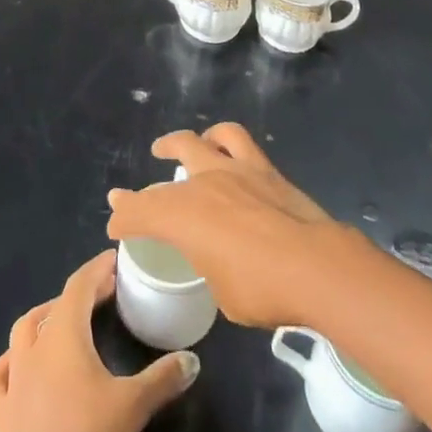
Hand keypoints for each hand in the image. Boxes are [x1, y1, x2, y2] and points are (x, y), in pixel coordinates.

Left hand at [0, 250, 197, 431]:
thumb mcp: (133, 405)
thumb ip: (162, 378)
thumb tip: (192, 360)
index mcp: (65, 332)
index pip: (80, 285)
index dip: (97, 269)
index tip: (114, 259)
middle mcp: (35, 345)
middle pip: (55, 305)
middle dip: (79, 295)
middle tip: (102, 294)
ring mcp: (13, 376)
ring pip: (22, 332)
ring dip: (43, 321)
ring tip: (61, 322)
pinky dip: (6, 365)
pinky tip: (14, 366)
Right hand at [106, 122, 356, 329]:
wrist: (315, 265)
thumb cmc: (262, 289)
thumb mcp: (221, 291)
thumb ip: (210, 264)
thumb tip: (216, 256)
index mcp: (183, 216)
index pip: (139, 213)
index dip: (122, 220)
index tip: (116, 228)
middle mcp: (202, 183)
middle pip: (163, 178)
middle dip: (145, 186)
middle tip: (133, 194)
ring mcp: (234, 170)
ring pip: (201, 140)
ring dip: (184, 143)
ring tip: (179, 147)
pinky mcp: (264, 167)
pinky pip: (237, 140)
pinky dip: (223, 141)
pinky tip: (224, 148)